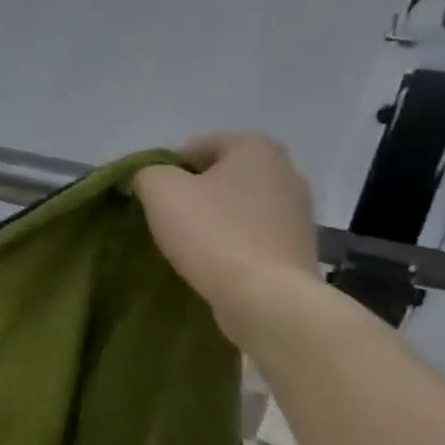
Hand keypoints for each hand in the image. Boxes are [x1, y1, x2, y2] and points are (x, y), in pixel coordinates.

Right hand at [133, 132, 321, 340]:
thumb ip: (146, 173)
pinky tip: (216, 261)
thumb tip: (148, 178)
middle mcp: (286, 169)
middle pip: (218, 175)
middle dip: (192, 193)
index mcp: (255, 147)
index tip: (153, 200)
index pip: (193, 147)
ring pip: (236, 204)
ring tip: (190, 245)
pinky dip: (232, 240)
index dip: (165, 171)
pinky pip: (252, 232)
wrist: (266, 297)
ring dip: (212, 218)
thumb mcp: (160, 192)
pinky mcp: (298, 244)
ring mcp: (298, 209)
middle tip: (168, 221)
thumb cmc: (212, 234)